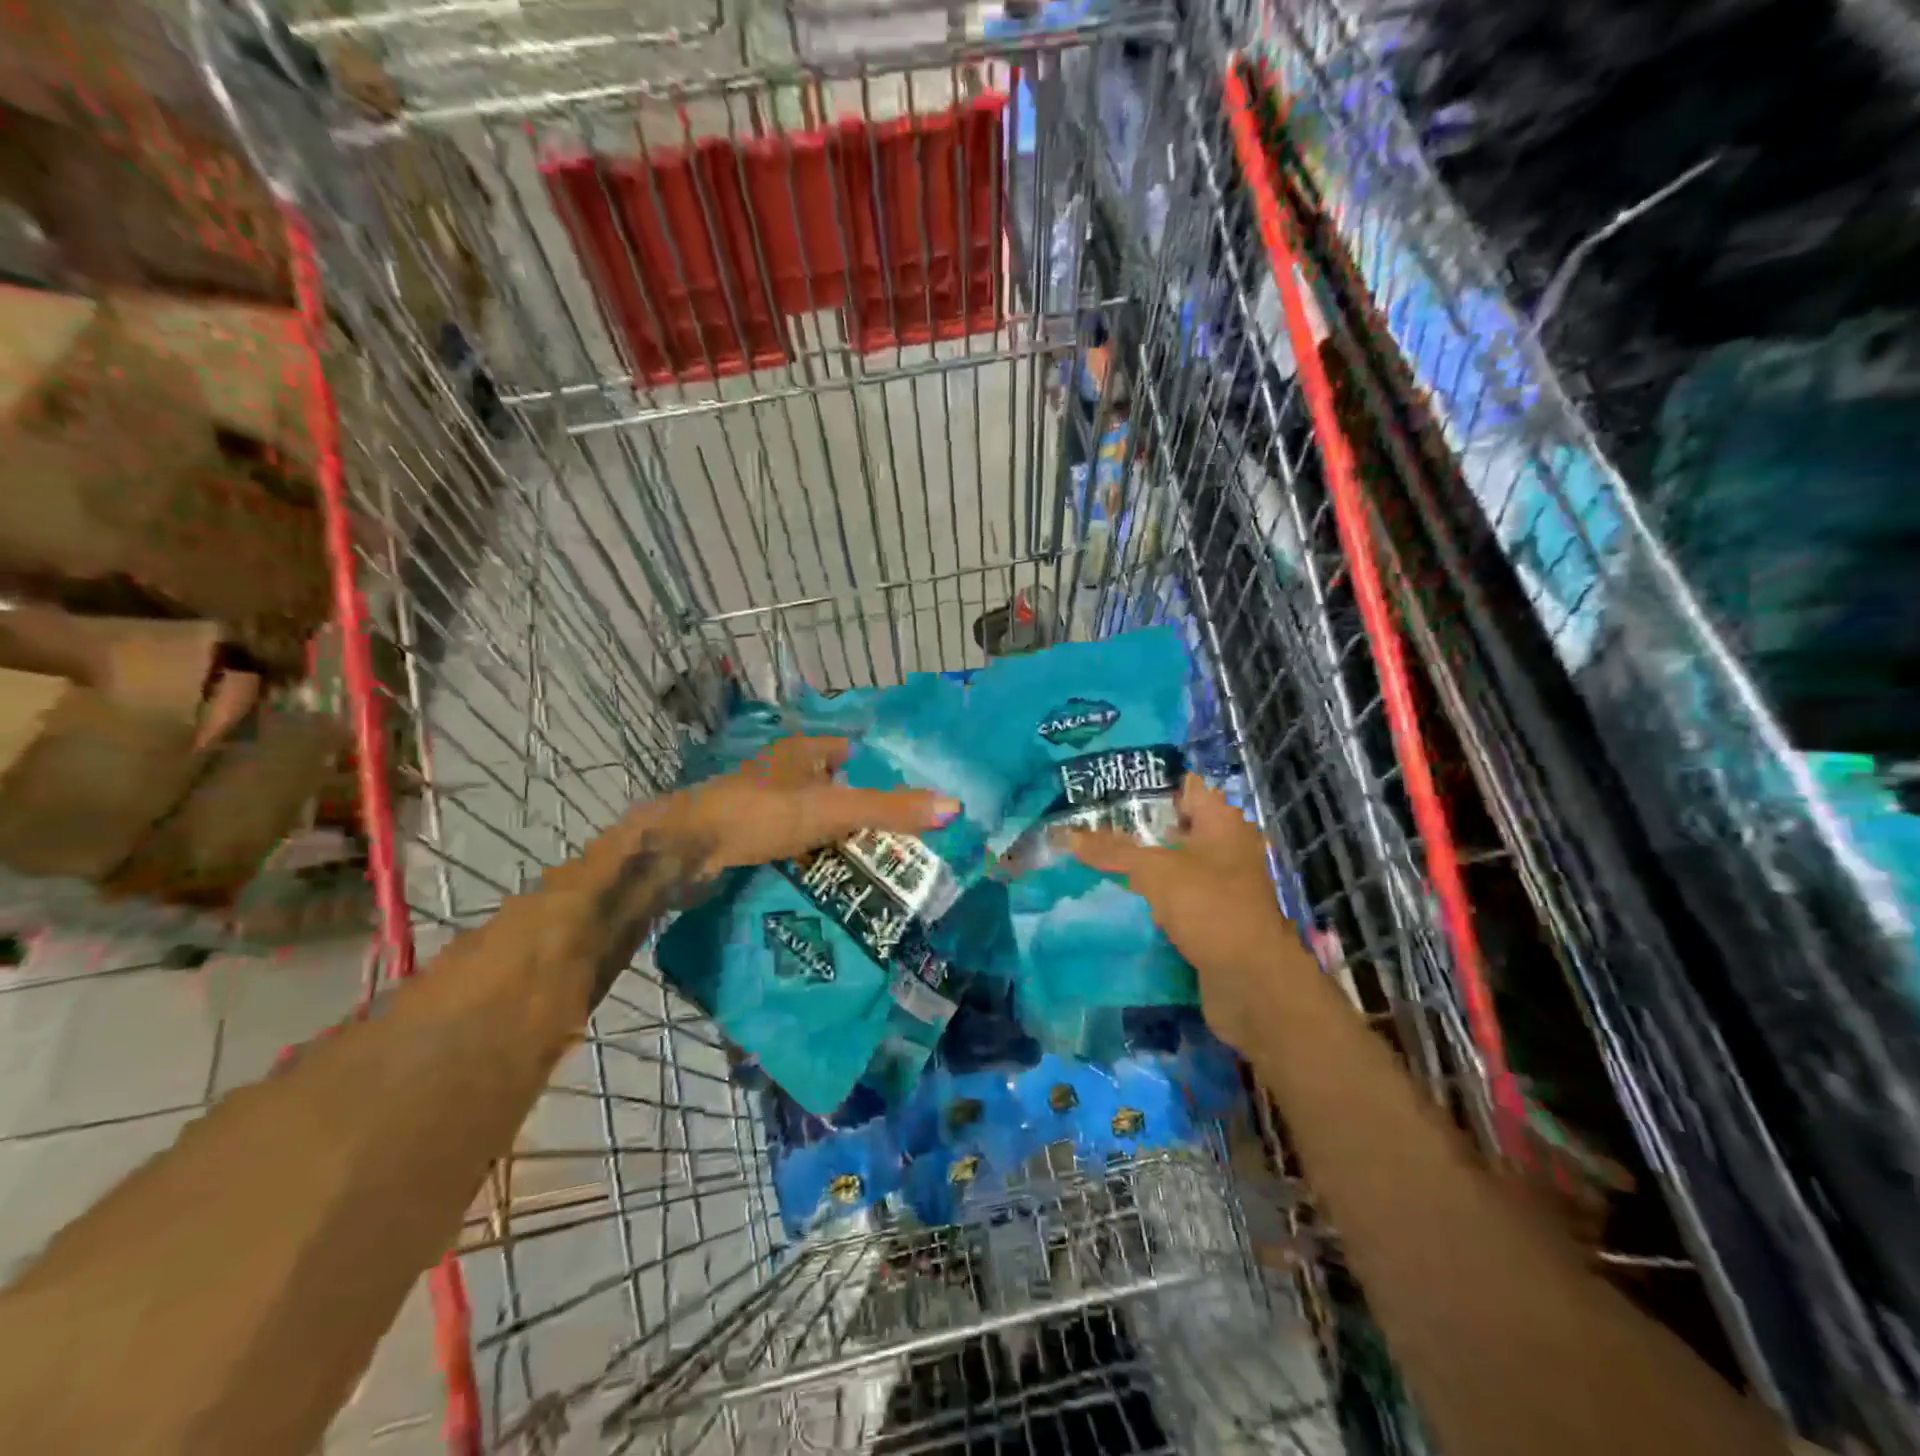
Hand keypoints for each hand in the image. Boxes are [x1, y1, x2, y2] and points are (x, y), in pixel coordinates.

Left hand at [643, 734, 957, 875]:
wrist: (684, 850)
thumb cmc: (761, 814)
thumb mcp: (833, 809)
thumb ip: (890, 808)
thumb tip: (954, 806)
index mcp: (802, 751)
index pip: (851, 752)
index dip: (879, 771)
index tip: (907, 799)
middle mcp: (781, 770)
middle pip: (832, 785)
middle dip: (859, 808)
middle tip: (896, 839)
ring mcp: (759, 802)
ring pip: (810, 815)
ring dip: (834, 835)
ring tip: (871, 863)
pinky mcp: (744, 833)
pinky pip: (789, 841)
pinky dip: (808, 855)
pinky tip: (827, 877)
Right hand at [1063, 778, 1298, 1042]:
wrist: (1252, 983)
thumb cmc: (1210, 908)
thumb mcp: (1155, 872)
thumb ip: (1113, 851)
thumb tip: (1067, 835)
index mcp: (1222, 824)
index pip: (1183, 788)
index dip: (1147, 786)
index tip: (1106, 788)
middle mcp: (1226, 848)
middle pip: (1174, 827)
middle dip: (1134, 827)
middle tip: (1087, 823)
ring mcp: (1221, 885)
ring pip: (1172, 864)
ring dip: (1139, 863)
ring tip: (1092, 856)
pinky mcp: (1212, 918)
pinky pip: (1174, 896)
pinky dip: (1150, 895)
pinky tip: (1116, 894)